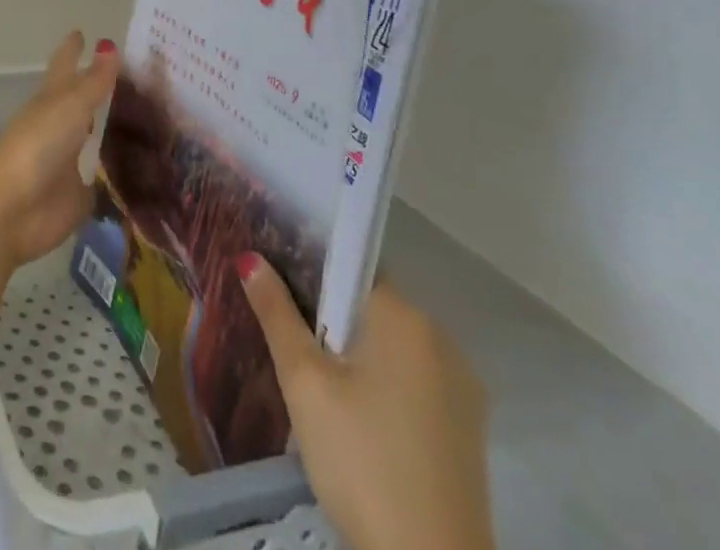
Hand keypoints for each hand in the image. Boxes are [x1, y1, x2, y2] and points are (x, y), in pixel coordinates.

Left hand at [0, 32, 120, 279]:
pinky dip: (116, 177)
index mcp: (51, 99)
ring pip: (92, 140)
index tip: (81, 32)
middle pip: (80, 102)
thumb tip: (109, 45)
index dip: (72, 50)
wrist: (12, 208)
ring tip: (141, 122)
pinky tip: (138, 173)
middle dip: (97, 91)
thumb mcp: (71, 106)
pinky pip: (102, 183)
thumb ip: (95, 82)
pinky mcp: (77, 197)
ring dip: (109, 132)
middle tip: (131, 79)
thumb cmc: (38, 144)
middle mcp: (59, 127)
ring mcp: (67, 162)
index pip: (65, 66)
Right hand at [238, 258, 495, 549]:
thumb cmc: (361, 461)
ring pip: (393, 346)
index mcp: (405, 317)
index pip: (351, 267)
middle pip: (371, 305)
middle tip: (290, 341)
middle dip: (330, 316)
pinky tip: (357, 416)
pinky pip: (415, 380)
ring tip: (317, 380)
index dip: (311, 272)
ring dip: (357, 352)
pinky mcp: (468, 430)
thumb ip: (277, 313)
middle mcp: (442, 339)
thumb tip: (250, 258)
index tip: (280, 289)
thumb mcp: (304, 383)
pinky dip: (384, 383)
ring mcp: (462, 387)